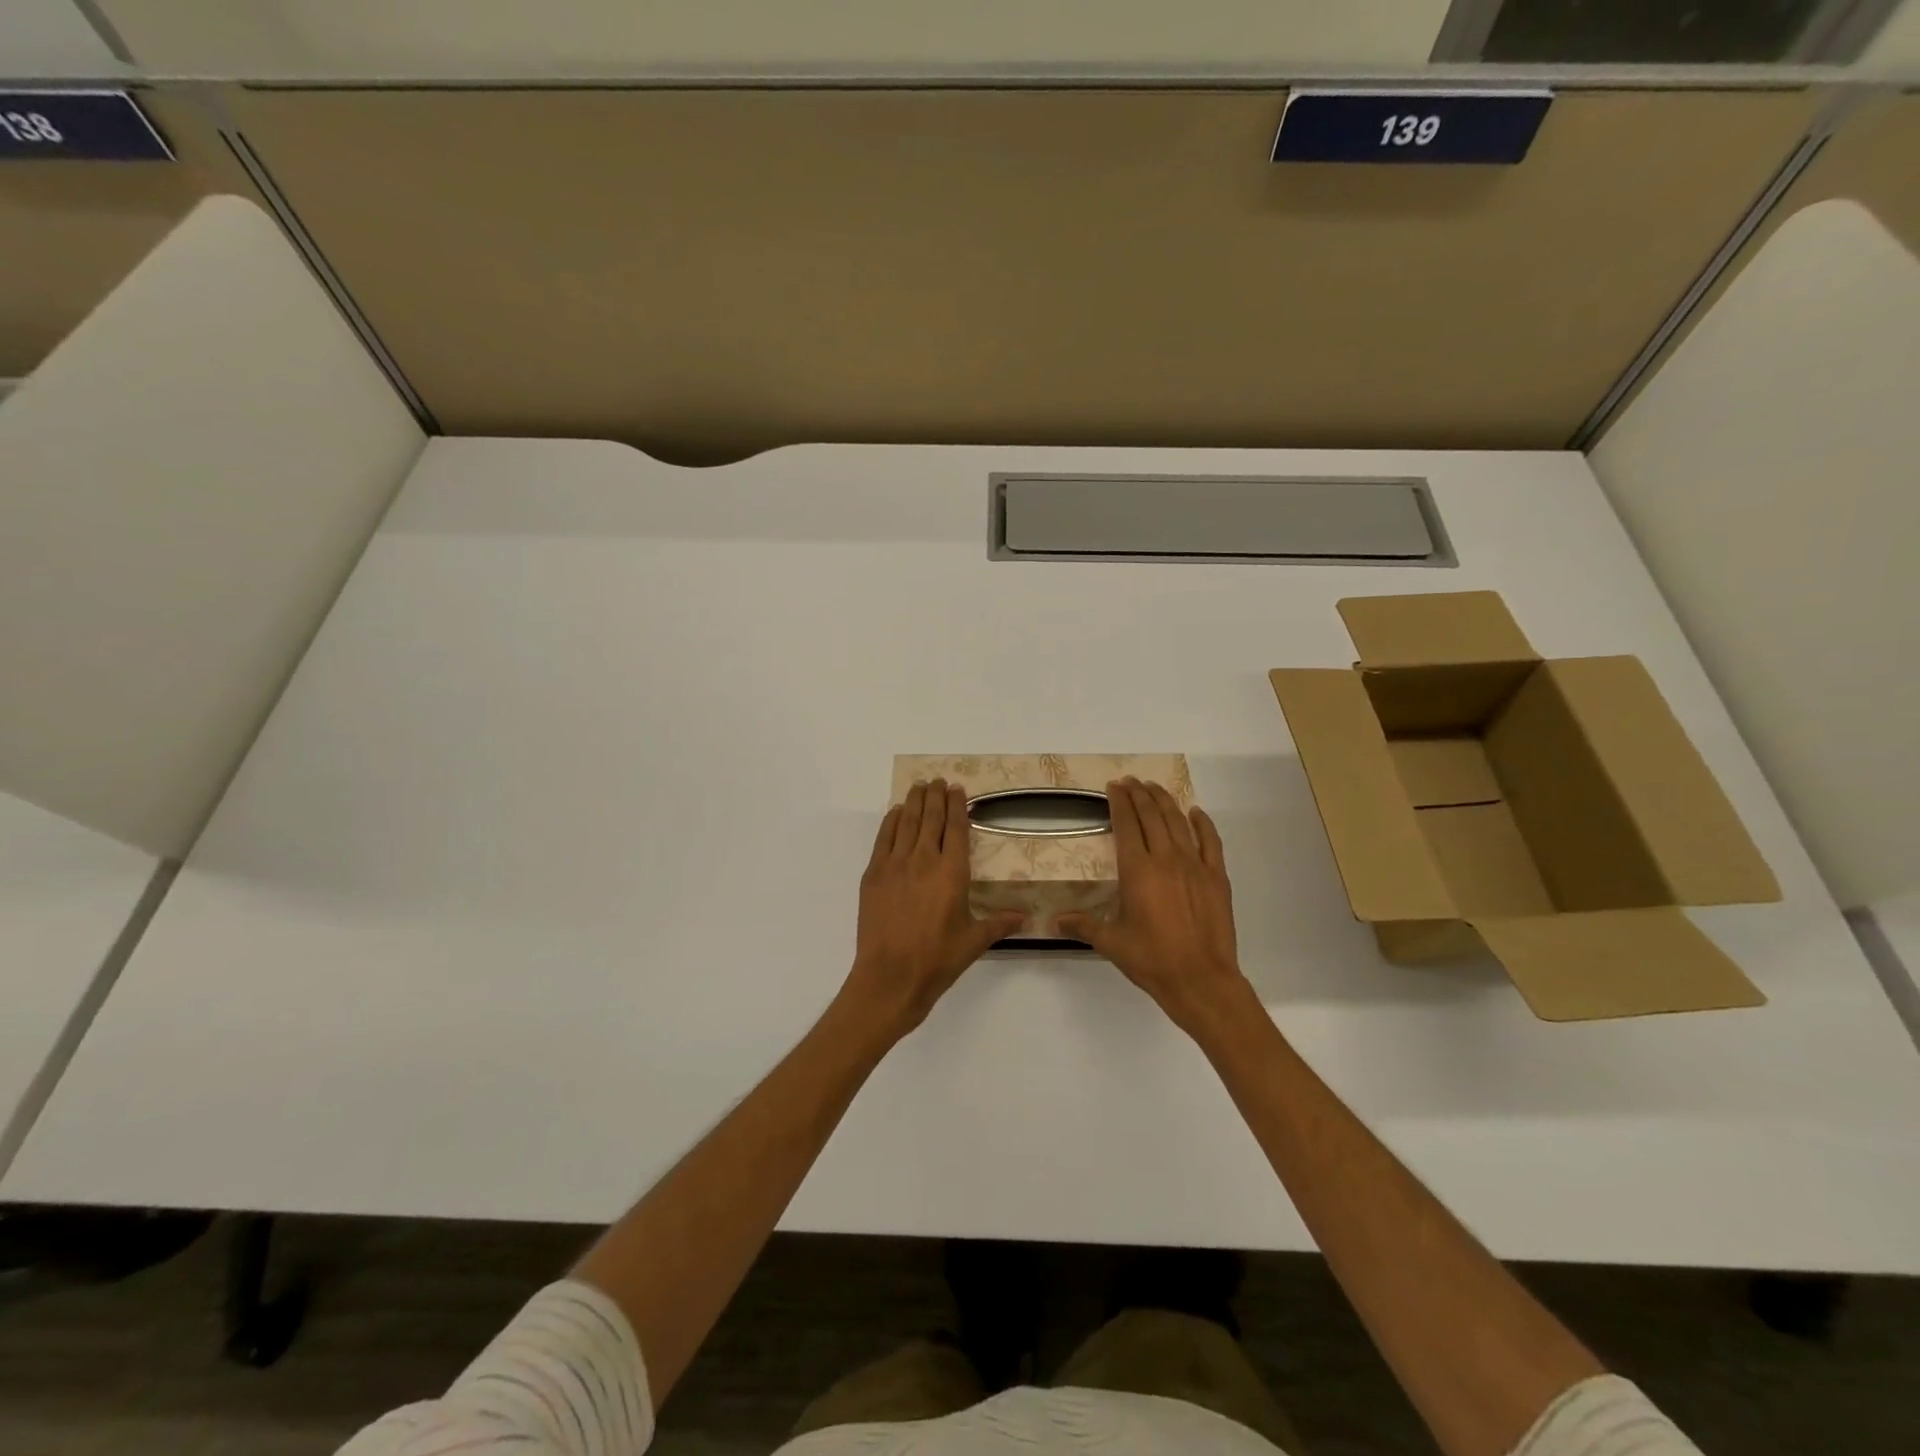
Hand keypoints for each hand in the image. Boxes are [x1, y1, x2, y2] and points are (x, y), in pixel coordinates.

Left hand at [842, 779, 1023, 1041]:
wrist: (891, 977)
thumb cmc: (937, 959)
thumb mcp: (974, 941)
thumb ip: (999, 924)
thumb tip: (1026, 918)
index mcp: (952, 873)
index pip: (955, 828)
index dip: (957, 805)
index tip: (957, 788)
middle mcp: (924, 860)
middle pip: (930, 818)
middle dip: (935, 796)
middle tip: (938, 780)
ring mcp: (895, 865)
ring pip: (906, 823)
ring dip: (914, 802)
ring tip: (919, 786)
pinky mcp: (874, 875)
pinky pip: (883, 839)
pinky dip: (891, 821)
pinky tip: (896, 812)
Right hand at [1060, 778, 1253, 1038]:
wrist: (1201, 980)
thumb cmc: (1152, 960)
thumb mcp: (1111, 943)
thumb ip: (1083, 926)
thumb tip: (1055, 920)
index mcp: (1138, 871)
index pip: (1127, 824)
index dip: (1119, 802)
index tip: (1114, 787)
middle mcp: (1166, 859)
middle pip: (1152, 816)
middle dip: (1139, 794)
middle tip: (1130, 781)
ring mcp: (1195, 866)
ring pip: (1179, 822)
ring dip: (1165, 801)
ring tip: (1154, 787)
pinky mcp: (1217, 878)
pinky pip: (1211, 841)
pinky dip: (1203, 823)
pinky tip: (1195, 812)